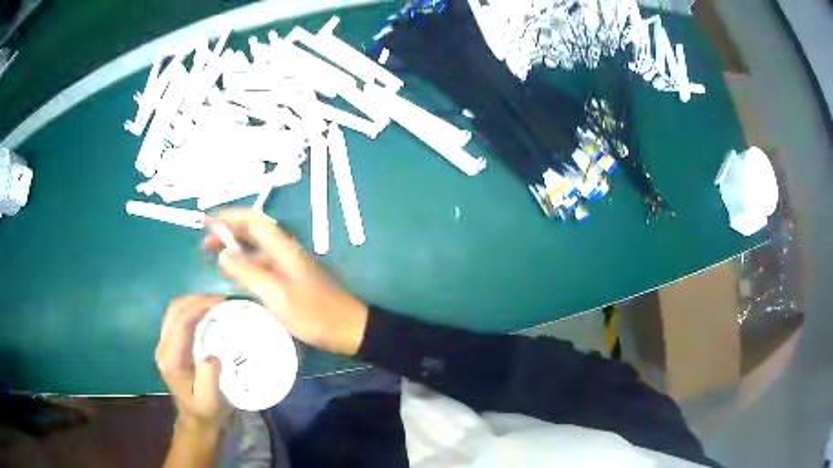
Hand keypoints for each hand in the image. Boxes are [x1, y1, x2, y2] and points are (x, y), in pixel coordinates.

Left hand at [155, 295, 231, 430]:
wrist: (196, 420)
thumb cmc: (207, 411)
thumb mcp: (211, 401)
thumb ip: (209, 379)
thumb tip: (212, 355)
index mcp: (171, 359)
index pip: (181, 322)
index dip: (199, 306)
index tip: (222, 301)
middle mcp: (163, 348)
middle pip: (174, 310)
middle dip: (196, 299)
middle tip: (221, 299)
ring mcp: (164, 345)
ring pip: (173, 311)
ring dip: (193, 301)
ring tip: (215, 302)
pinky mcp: (169, 344)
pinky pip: (177, 318)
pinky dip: (191, 309)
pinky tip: (206, 313)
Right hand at [204, 209, 368, 355]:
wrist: (348, 330)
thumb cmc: (313, 313)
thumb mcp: (276, 293)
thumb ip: (248, 272)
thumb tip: (223, 254)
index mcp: (284, 247)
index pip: (253, 220)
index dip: (230, 217)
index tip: (207, 222)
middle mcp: (285, 251)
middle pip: (253, 232)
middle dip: (228, 233)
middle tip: (205, 244)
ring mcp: (288, 266)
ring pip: (256, 250)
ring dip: (235, 250)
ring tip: (212, 259)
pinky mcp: (290, 281)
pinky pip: (261, 267)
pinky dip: (245, 267)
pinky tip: (234, 278)